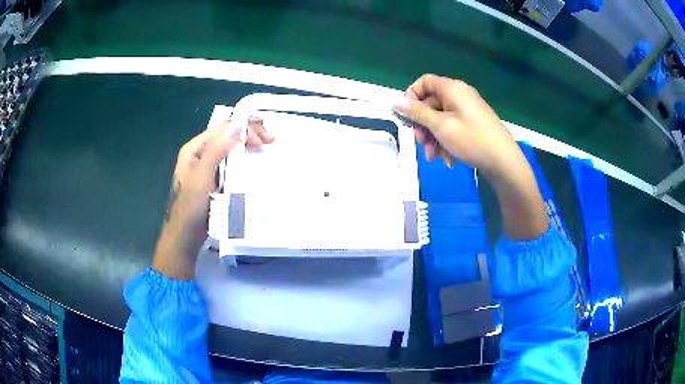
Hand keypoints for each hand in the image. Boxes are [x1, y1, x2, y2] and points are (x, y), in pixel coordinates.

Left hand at [153, 117, 272, 279]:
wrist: (185, 236)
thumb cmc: (190, 207)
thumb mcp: (202, 176)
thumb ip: (217, 150)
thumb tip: (237, 126)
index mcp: (195, 148)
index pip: (223, 127)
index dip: (244, 127)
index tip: (263, 138)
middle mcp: (202, 153)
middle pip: (228, 135)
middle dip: (249, 134)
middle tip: (269, 142)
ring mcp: (208, 166)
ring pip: (231, 148)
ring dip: (248, 146)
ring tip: (265, 149)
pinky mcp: (216, 179)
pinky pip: (232, 163)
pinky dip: (244, 160)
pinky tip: (254, 163)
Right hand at [393, 74, 547, 239]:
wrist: (504, 161)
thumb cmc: (472, 140)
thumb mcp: (441, 127)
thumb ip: (417, 113)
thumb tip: (396, 102)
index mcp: (452, 89)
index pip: (424, 82)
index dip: (412, 96)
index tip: (408, 116)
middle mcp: (459, 95)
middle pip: (431, 103)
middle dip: (423, 124)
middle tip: (421, 143)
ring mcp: (467, 109)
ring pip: (440, 118)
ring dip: (433, 137)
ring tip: (434, 157)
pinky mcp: (473, 123)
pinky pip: (452, 126)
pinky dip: (446, 140)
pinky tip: (448, 158)